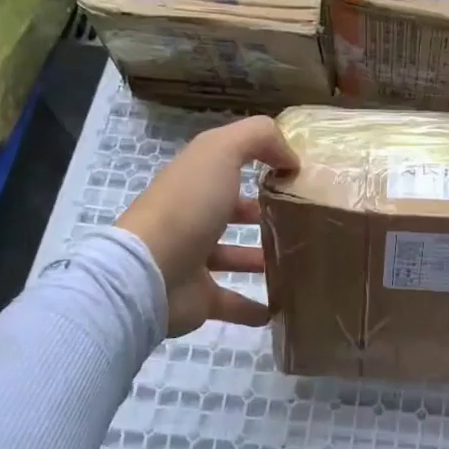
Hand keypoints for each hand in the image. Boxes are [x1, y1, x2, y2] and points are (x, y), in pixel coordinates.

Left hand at [116, 116, 299, 336]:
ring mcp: (194, 260)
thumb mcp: (221, 152)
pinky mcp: (199, 298)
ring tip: (298, 261)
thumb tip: (290, 157)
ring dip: (261, 259)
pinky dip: (255, 307)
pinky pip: (233, 302)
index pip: (226, 168)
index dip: (258, 165)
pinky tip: (280, 309)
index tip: (294, 175)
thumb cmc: (187, 207)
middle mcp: (191, 218)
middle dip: (260, 214)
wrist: (149, 274)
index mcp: (194, 182)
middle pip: (229, 213)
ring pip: (233, 256)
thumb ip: (258, 138)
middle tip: (299, 219)